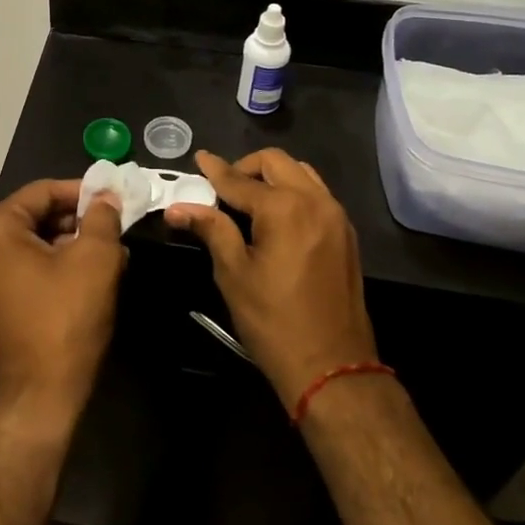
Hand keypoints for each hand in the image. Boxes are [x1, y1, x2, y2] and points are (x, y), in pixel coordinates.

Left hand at [0, 180, 128, 426]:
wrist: (37, 401)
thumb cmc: (65, 321)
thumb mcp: (95, 260)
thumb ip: (102, 218)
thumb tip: (105, 197)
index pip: (41, 192)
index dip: (81, 192)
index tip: (113, 200)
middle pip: (32, 218)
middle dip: (74, 221)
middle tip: (111, 230)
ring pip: (27, 246)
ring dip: (65, 246)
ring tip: (104, 257)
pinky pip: (18, 272)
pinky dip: (48, 269)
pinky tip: (80, 281)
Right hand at [165, 150, 377, 411]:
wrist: (333, 367)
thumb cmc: (273, 321)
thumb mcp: (234, 274)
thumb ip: (211, 230)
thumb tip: (178, 207)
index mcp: (284, 208)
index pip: (239, 180)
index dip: (215, 170)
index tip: (199, 157)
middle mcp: (314, 201)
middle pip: (276, 162)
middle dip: (246, 167)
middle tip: (223, 186)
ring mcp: (336, 216)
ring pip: (301, 173)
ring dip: (273, 176)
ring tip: (250, 199)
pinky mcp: (346, 234)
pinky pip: (317, 194)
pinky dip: (294, 191)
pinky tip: (277, 216)